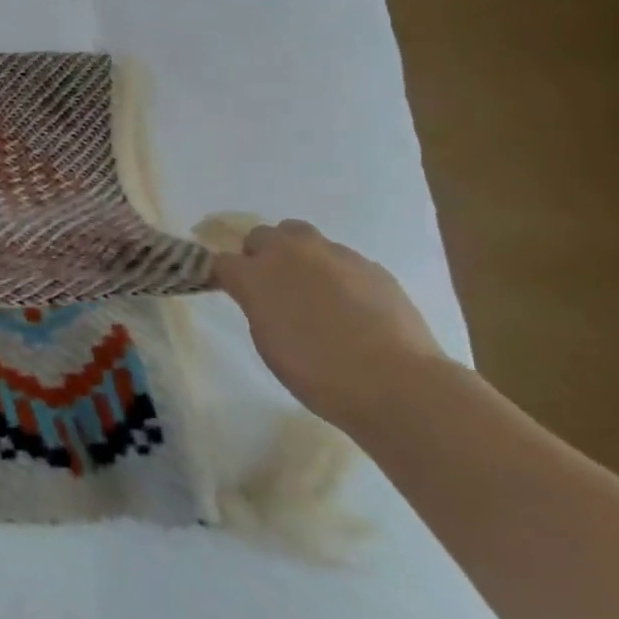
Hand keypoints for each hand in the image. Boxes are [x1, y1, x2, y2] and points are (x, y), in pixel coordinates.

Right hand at [212, 219, 446, 429]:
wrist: (395, 383)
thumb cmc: (318, 373)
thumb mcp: (268, 342)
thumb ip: (258, 306)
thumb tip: (260, 295)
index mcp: (256, 274)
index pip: (222, 261)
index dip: (223, 275)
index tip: (229, 290)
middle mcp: (290, 253)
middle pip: (262, 235)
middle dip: (260, 254)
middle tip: (270, 286)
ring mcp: (334, 254)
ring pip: (302, 237)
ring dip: (298, 256)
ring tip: (311, 289)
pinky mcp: (370, 265)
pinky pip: (341, 259)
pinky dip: (335, 273)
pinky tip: (349, 304)